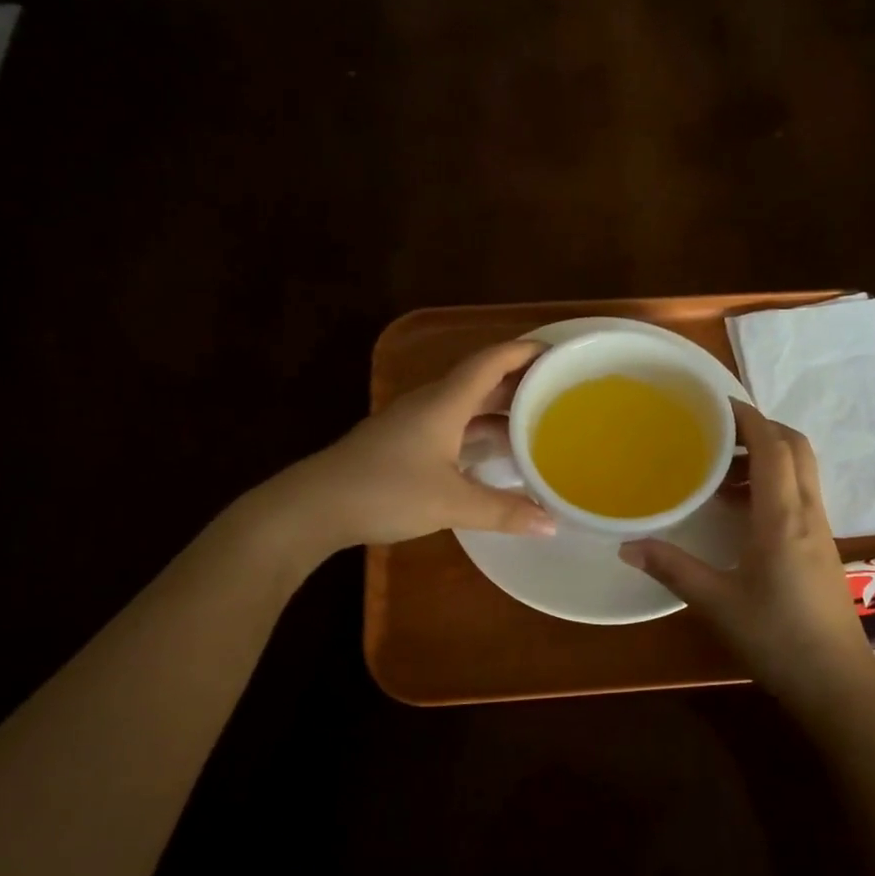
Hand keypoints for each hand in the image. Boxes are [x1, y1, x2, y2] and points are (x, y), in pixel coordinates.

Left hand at [286, 341, 555, 549]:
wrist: (314, 506)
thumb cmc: (386, 491)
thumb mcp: (451, 503)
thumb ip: (503, 512)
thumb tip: (551, 524)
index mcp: (445, 403)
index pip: (491, 362)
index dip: (524, 352)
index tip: (558, 351)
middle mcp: (431, 404)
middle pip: (482, 382)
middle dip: (520, 383)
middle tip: (560, 391)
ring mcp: (414, 424)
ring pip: (466, 406)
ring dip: (500, 411)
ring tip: (537, 423)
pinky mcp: (403, 445)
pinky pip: (453, 427)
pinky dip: (479, 433)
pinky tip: (495, 454)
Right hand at [619, 400, 874, 702]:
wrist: (837, 683)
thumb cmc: (777, 639)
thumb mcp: (717, 604)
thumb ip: (673, 569)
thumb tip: (627, 546)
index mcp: (783, 518)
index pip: (774, 447)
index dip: (749, 418)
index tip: (716, 403)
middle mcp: (808, 513)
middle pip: (796, 448)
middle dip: (761, 429)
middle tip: (717, 434)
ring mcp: (820, 531)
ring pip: (801, 472)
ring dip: (768, 457)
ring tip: (721, 471)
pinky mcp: (822, 548)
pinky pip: (800, 496)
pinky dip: (773, 484)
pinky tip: (741, 511)